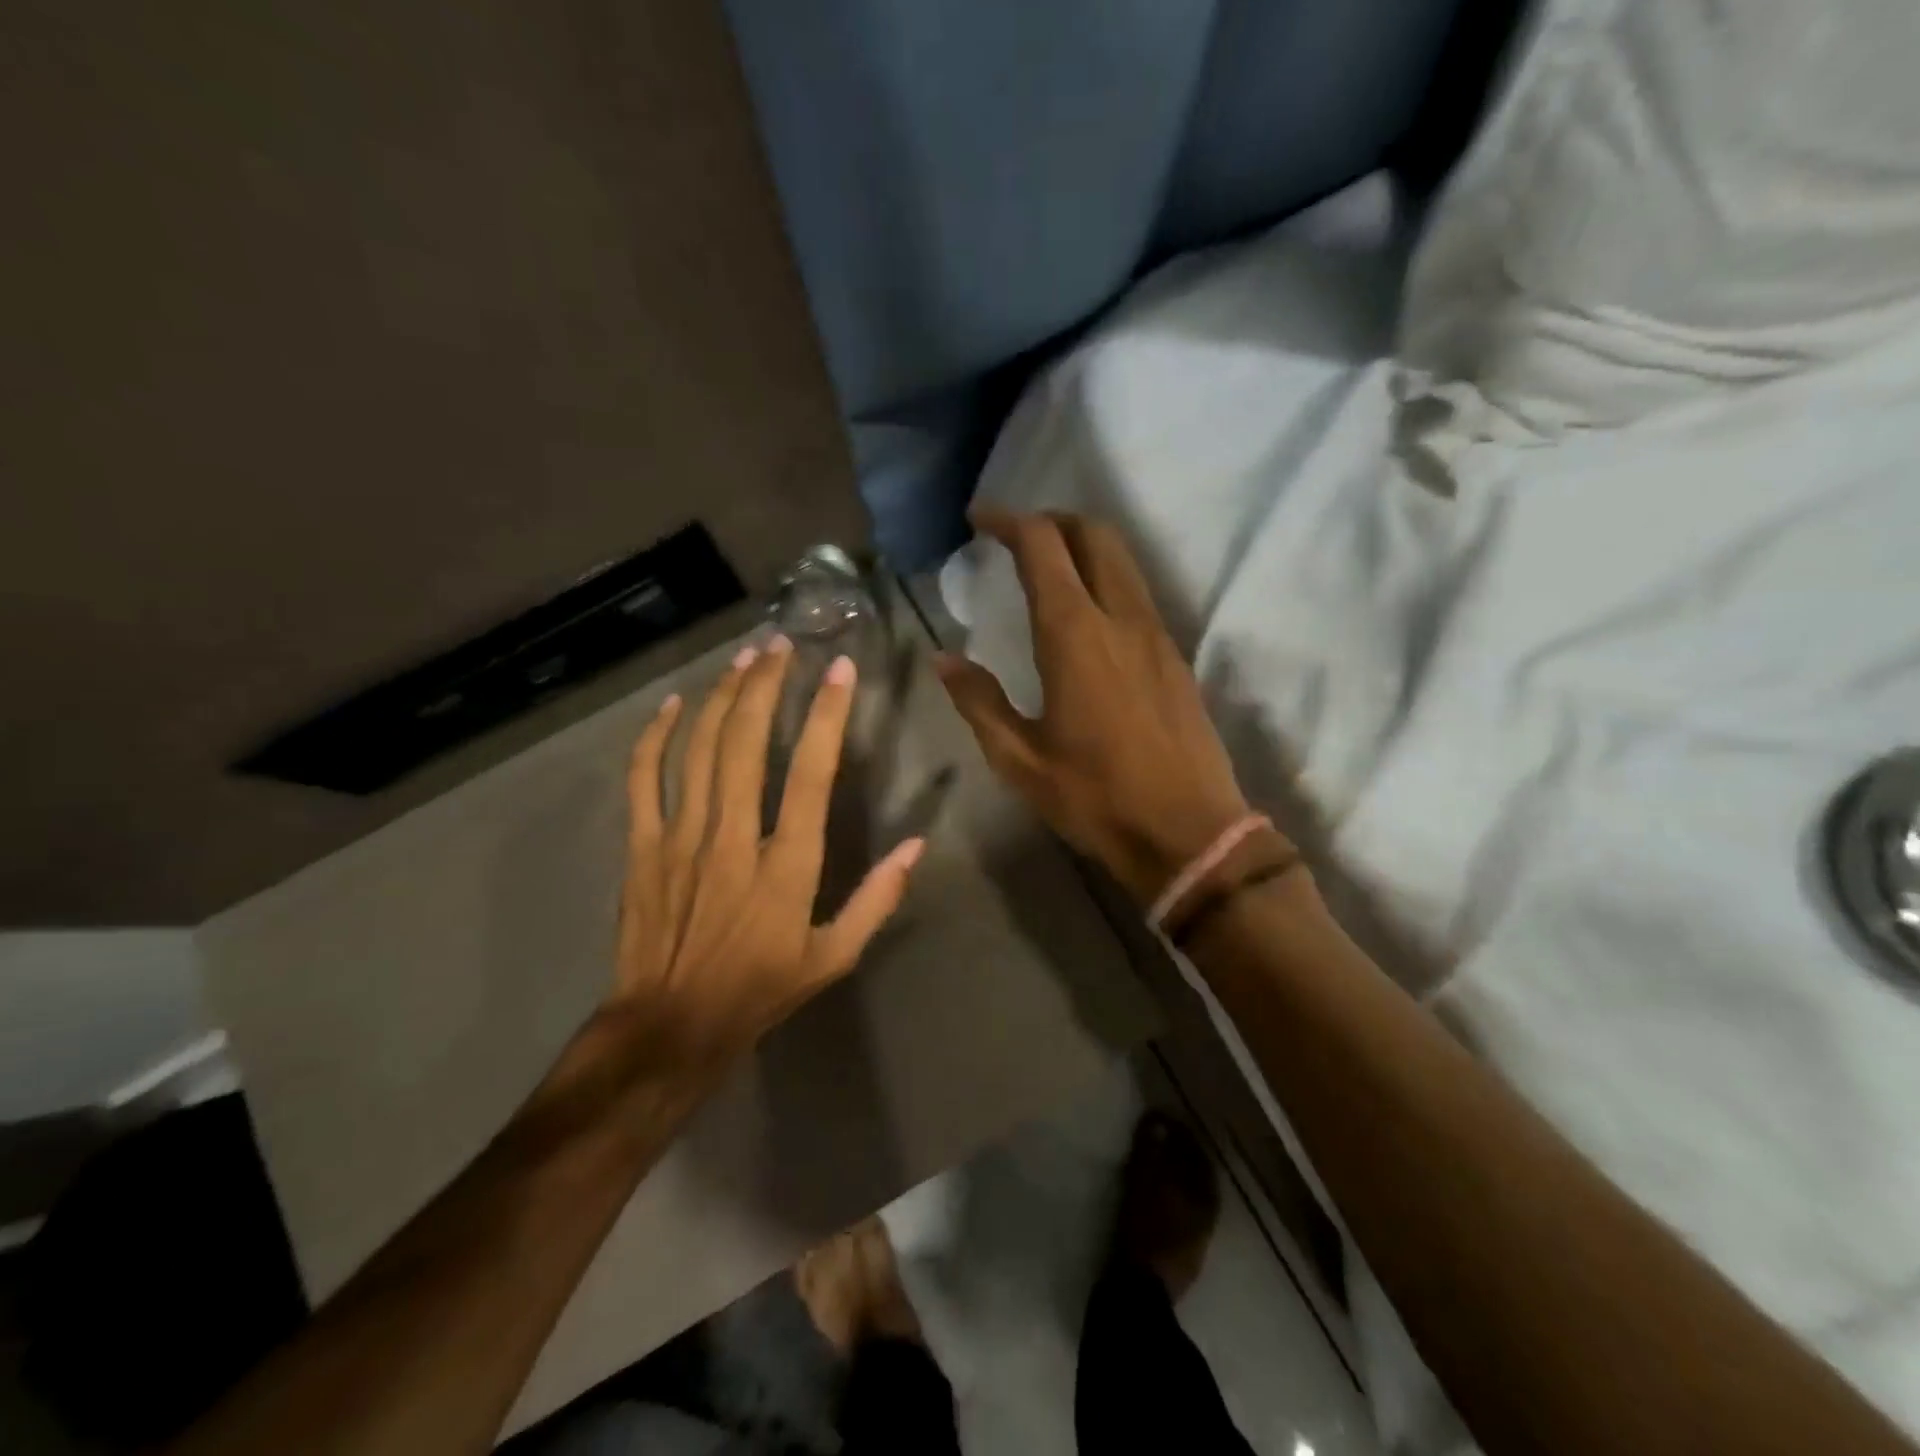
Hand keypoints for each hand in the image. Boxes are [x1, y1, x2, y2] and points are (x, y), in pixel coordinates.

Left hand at [608, 637, 924, 1070]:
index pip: (809, 774)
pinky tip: (671, 706)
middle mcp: (733, 838)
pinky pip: (644, 780)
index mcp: (786, 865)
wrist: (671, 1026)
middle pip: (745, 744)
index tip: (839, 671)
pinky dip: (654, 738)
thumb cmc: (761, 989)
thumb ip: (877, 899)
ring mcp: (681, 839)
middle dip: (765, 686)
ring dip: (721, 698)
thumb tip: (915, 846)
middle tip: (781, 646)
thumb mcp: (834, 956)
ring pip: (698, 750)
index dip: (826, 717)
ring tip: (743, 659)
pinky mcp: (644, 848)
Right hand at [937, 510, 1257, 905]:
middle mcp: (1121, 618)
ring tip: (1049, 567)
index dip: (1009, 520)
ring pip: (1123, 560)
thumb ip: (978, 702)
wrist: (1189, 832)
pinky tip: (1088, 615)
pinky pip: (1139, 593)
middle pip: (1094, 534)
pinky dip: (1108, 578)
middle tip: (1016, 536)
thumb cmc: (1096, 798)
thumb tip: (943, 659)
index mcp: (1075, 635)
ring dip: (1084, 545)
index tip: (979, 519)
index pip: (1043, 545)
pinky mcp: (1176, 657)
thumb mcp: (1020, 759)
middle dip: (1052, 520)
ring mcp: (1157, 634)